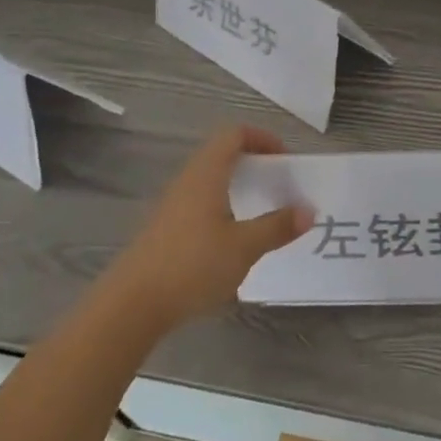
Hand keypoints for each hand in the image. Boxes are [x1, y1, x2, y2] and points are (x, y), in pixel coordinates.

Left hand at [104, 125, 313, 326]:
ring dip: (238, 188)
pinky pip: (200, 204)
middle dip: (254, 164)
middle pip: (221, 155)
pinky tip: (234, 240)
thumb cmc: (192, 265)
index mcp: (206, 174)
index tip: (285, 160)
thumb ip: (277, 227)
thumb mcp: (244, 247)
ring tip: (262, 212)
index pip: (233, 135)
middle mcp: (187, 182)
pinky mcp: (165, 231)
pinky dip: (223, 208)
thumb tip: (308, 211)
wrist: (131, 306)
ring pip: (210, 181)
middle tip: (279, 185)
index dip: (262, 138)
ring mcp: (172, 207)